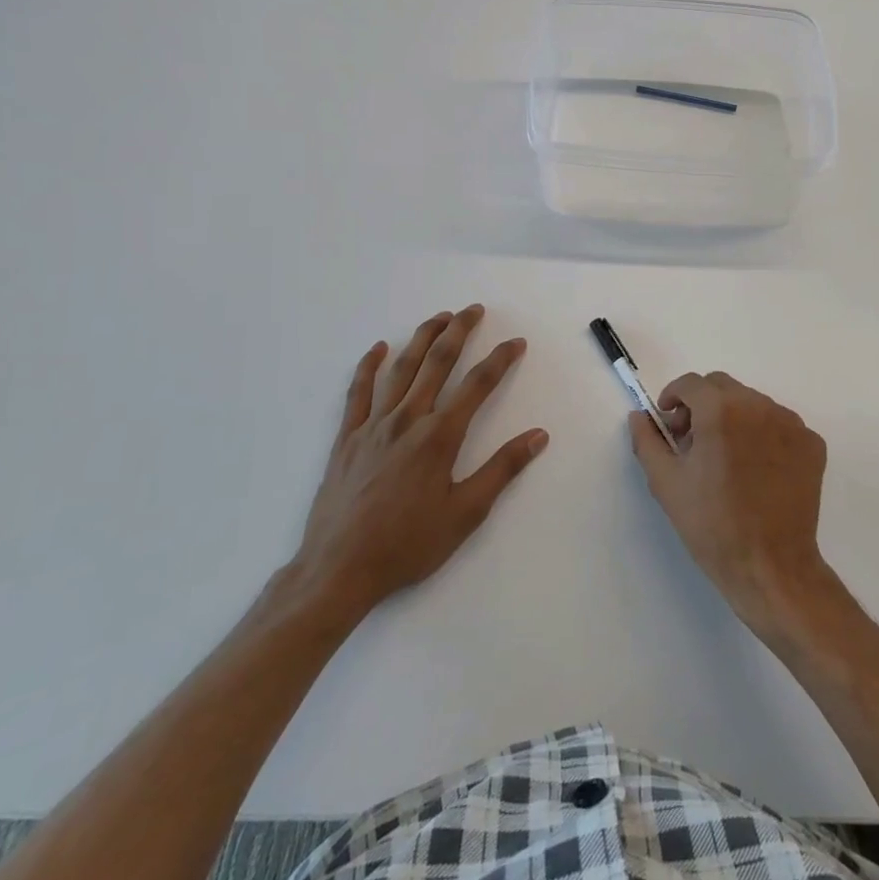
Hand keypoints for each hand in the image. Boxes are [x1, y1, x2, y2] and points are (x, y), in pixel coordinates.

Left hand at [284, 306, 547, 620]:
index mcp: (439, 436)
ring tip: (439, 317)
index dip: (500, 359)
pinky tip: (378, 349)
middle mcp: (408, 419)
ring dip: (422, 338)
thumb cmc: (408, 544)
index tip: (516, 342)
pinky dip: (369, 366)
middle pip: (438, 362)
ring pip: (401, 368)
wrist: (339, 569)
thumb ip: (503, 470)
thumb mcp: (466, 513)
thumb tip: (538, 435)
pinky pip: (358, 392)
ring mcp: (374, 425)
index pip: (478, 385)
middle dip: (459, 331)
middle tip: (474, 309)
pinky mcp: (347, 438)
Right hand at [630, 371, 837, 640]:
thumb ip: (648, 440)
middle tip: (692, 441)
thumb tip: (640, 416)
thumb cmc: (712, 525)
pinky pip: (780, 425)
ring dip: (733, 418)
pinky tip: (756, 470)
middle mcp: (759, 405)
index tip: (669, 424)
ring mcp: (791, 423)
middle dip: (702, 405)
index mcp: (720, 410)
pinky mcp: (812, 443)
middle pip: (722, 387)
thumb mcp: (666, 483)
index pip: (691, 383)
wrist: (770, 567)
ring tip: (726, 458)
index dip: (673, 398)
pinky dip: (763, 435)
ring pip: (752, 404)